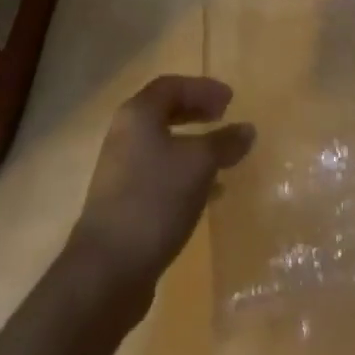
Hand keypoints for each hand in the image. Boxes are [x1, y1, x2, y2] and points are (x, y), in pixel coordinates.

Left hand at [67, 75, 255, 297]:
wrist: (107, 269)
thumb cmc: (154, 200)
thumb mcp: (198, 165)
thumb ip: (224, 143)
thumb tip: (247, 129)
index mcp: (138, 115)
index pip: (171, 85)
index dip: (202, 88)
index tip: (231, 100)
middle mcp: (125, 135)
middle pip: (164, 112)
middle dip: (196, 112)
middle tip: (224, 117)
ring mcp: (121, 170)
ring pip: (163, 145)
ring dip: (193, 146)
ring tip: (222, 156)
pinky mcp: (124, 203)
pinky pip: (160, 175)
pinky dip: (185, 175)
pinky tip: (210, 194)